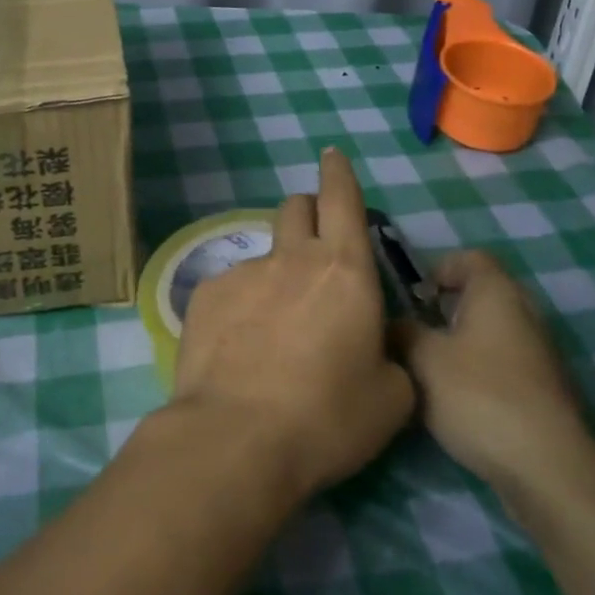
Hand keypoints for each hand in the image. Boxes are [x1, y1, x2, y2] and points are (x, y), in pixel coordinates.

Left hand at [169, 149, 414, 501]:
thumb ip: (390, 357)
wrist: (236, 439)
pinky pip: (230, 288)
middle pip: (296, 208)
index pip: (342, 199)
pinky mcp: (204, 295)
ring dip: (276, 275)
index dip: (339, 173)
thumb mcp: (390, 398)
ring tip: (273, 331)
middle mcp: (291, 259)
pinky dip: (242, 306)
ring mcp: (242, 273)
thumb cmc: (327, 418)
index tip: (332, 155)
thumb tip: (374, 346)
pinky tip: (239, 350)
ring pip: (264, 255)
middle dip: (308, 213)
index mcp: (343, 271)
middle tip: (316, 248)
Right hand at [395, 251, 594, 509]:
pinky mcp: (544, 392)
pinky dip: (479, 373)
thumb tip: (393, 325)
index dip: (439, 268)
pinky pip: (504, 366)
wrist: (547, 468)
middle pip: (481, 296)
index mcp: (497, 293)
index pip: (470, 258)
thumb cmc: (480, 396)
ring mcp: (540, 355)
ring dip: (461, 344)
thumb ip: (402, 332)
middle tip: (414, 330)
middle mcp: (525, 314)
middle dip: (445, 309)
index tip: (413, 295)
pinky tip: (457, 401)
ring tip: (428, 369)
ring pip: (492, 334)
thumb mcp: (423, 359)